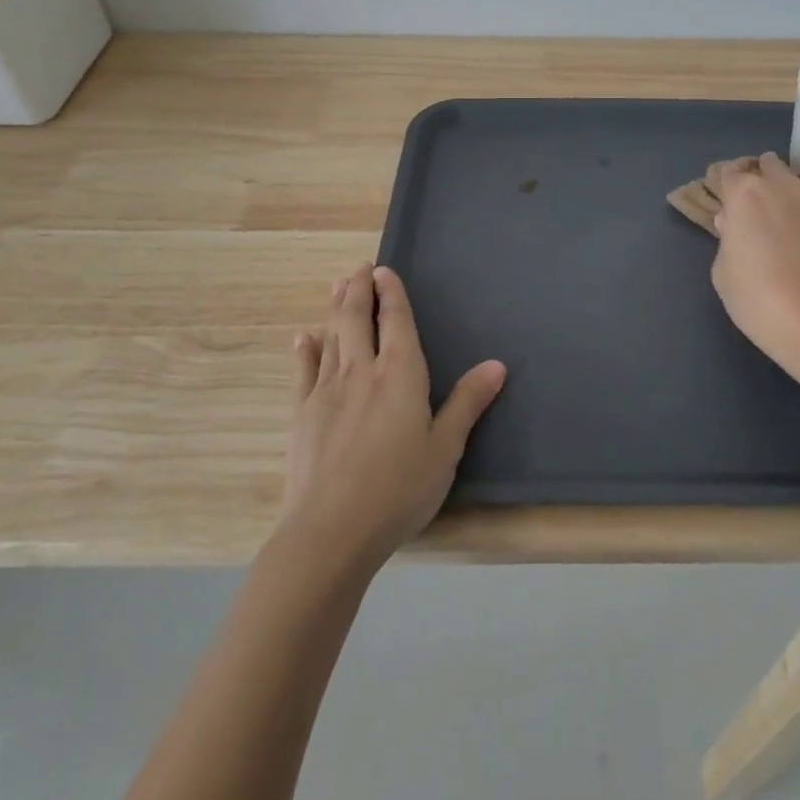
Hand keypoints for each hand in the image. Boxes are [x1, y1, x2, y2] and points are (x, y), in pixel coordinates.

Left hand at [280, 263, 505, 570]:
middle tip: (358, 268)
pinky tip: (303, 339)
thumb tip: (496, 364)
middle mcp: (361, 371)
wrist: (331, 531)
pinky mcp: (302, 414)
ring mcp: (327, 391)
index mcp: (400, 375)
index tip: (383, 270)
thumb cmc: (399, 489)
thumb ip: (467, 402)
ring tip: (337, 286)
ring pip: (331, 337)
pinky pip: (304, 372)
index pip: (396, 321)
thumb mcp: (445, 448)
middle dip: (358, 289)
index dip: (391, 293)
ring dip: (335, 309)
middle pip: (357, 318)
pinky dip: (305, 351)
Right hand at [710, 154, 799, 378]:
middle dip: (758, 181)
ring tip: (787, 204)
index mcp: (742, 196)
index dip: (726, 190)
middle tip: (755, 211)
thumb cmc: (758, 300)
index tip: (727, 209)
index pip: (728, 174)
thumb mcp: (722, 274)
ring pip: (798, 168)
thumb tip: (733, 225)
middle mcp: (777, 185)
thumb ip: (727, 241)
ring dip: (789, 179)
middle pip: (764, 166)